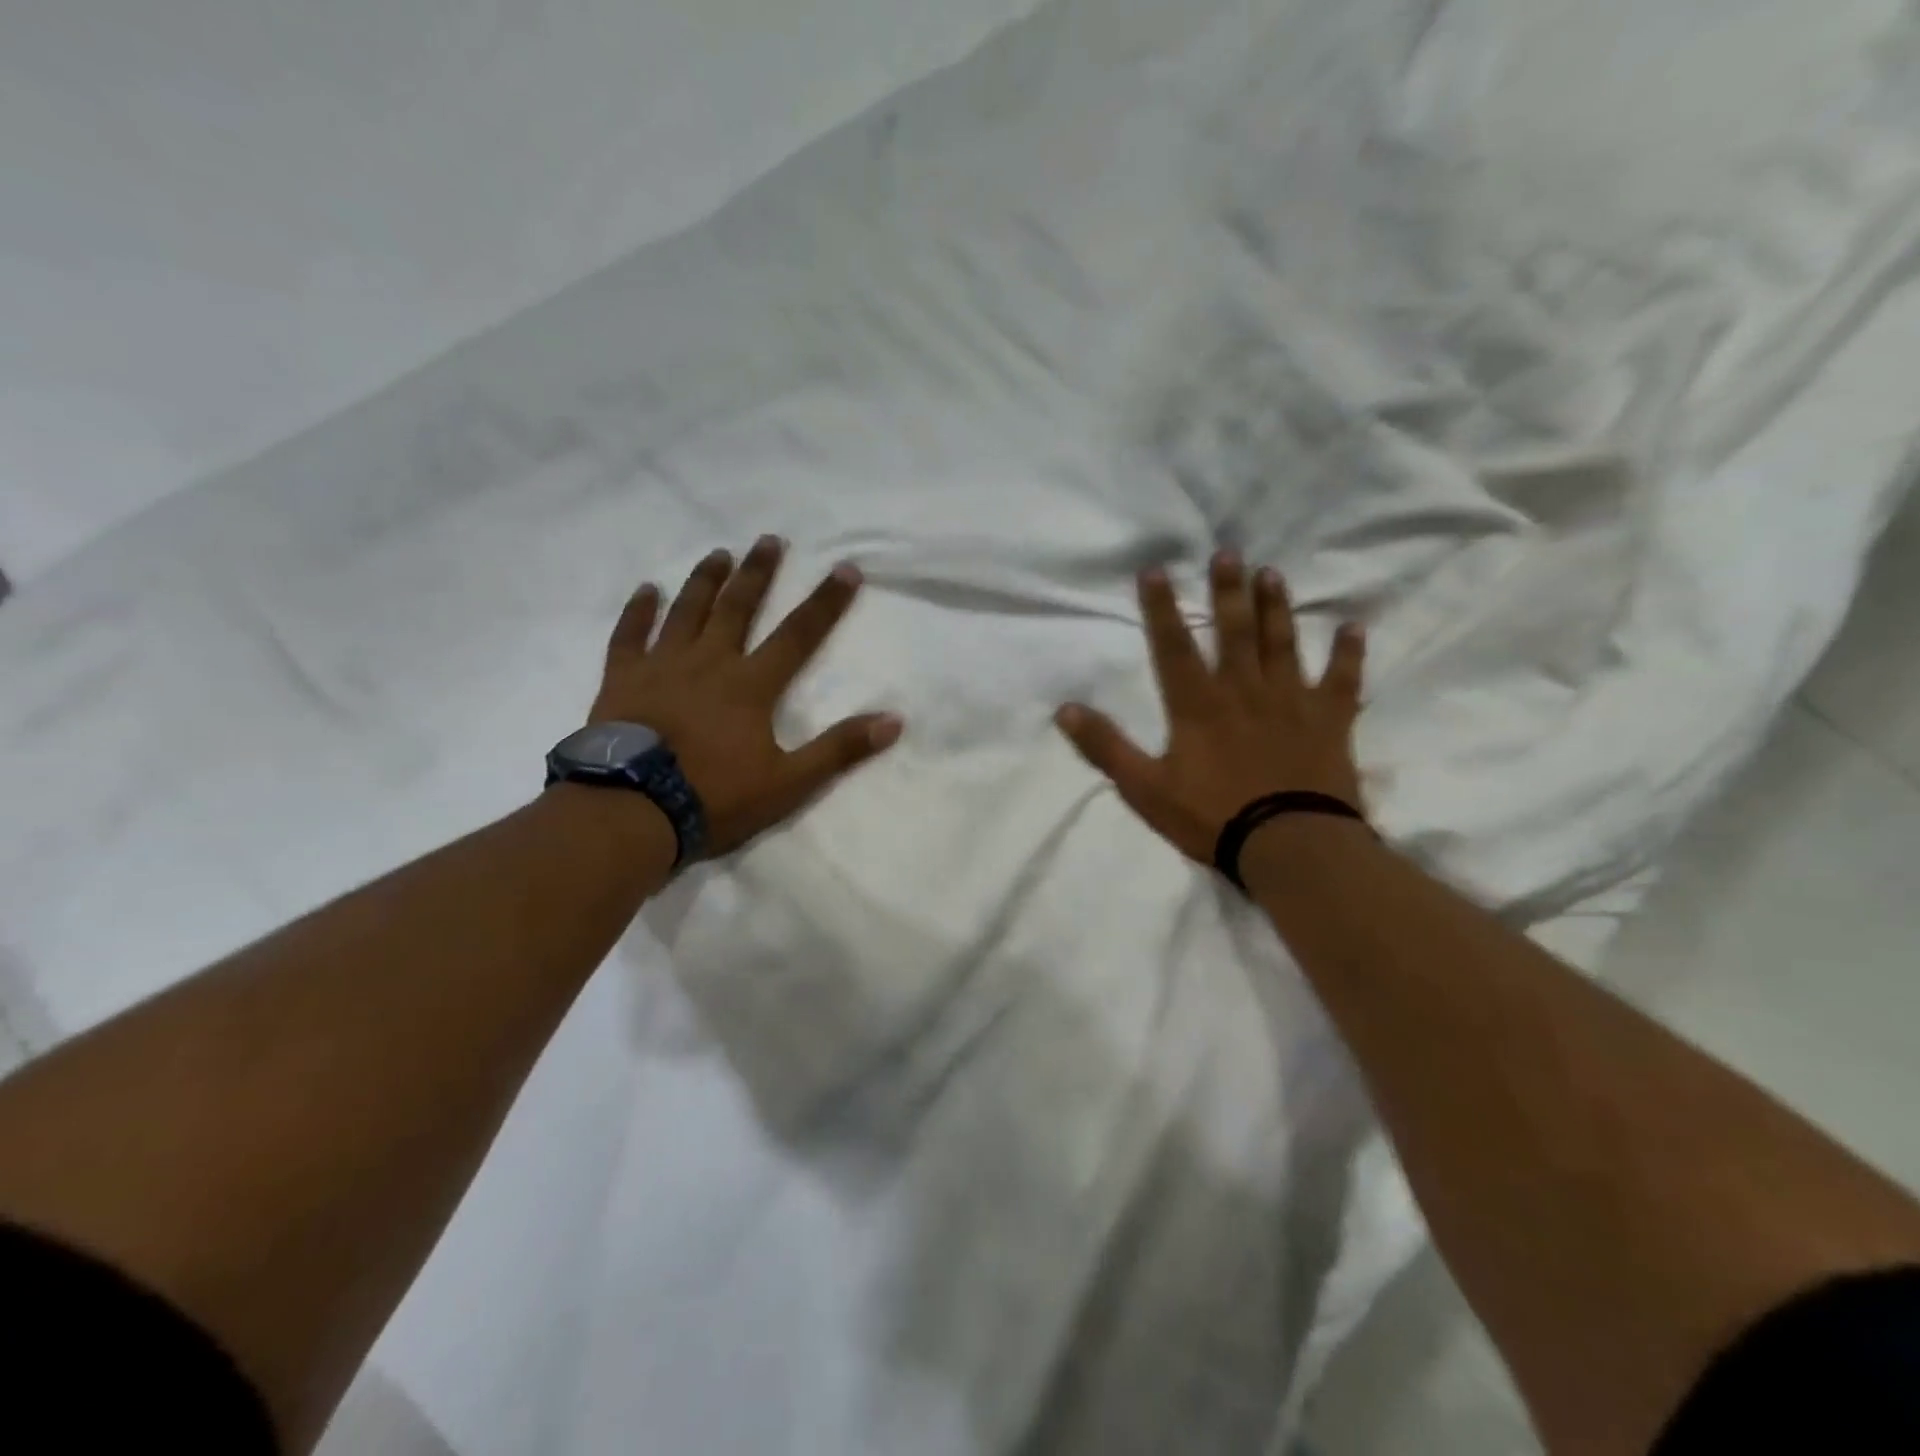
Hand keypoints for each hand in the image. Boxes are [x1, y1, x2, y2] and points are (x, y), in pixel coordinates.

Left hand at [589, 536, 902, 856]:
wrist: (632, 811)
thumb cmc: (714, 796)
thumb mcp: (789, 782)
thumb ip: (839, 749)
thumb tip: (893, 721)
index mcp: (751, 685)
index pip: (798, 634)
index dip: (826, 602)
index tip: (845, 569)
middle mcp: (709, 662)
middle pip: (738, 608)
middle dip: (758, 573)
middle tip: (770, 540)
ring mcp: (662, 666)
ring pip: (687, 611)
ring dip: (705, 581)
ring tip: (718, 553)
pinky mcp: (623, 679)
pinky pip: (629, 635)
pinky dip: (638, 611)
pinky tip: (646, 589)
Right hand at [1056, 552, 1365, 864]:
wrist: (1290, 845)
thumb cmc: (1212, 816)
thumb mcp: (1144, 788)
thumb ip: (1106, 747)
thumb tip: (1064, 710)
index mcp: (1198, 705)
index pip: (1173, 646)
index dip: (1161, 608)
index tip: (1155, 570)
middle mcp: (1244, 690)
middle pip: (1235, 631)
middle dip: (1228, 591)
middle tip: (1229, 552)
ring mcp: (1291, 701)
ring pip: (1283, 643)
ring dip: (1277, 608)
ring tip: (1272, 573)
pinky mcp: (1330, 720)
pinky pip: (1342, 679)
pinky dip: (1348, 653)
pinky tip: (1354, 627)